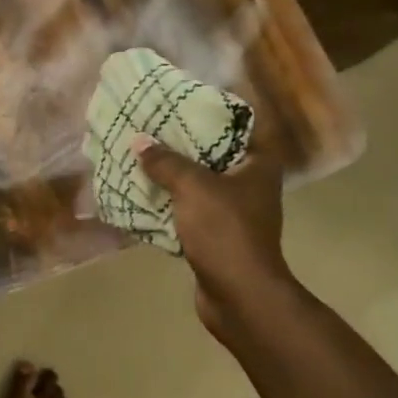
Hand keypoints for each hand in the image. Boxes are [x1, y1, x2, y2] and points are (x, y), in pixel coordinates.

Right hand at [133, 131, 304, 346]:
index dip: (212, 110)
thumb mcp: (193, 187)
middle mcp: (250, 184)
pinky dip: (168, 202)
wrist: (239, 296)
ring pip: (197, 183)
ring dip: (171, 174)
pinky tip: (141, 192)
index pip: (240, 124)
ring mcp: (234, 213)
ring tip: (139, 155)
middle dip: (181, 142)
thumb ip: (165, 161)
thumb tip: (139, 141)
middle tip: (150, 126)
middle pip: (213, 153)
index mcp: (258, 165)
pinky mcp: (216, 236)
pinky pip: (188, 210)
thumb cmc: (225, 231)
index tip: (181, 101)